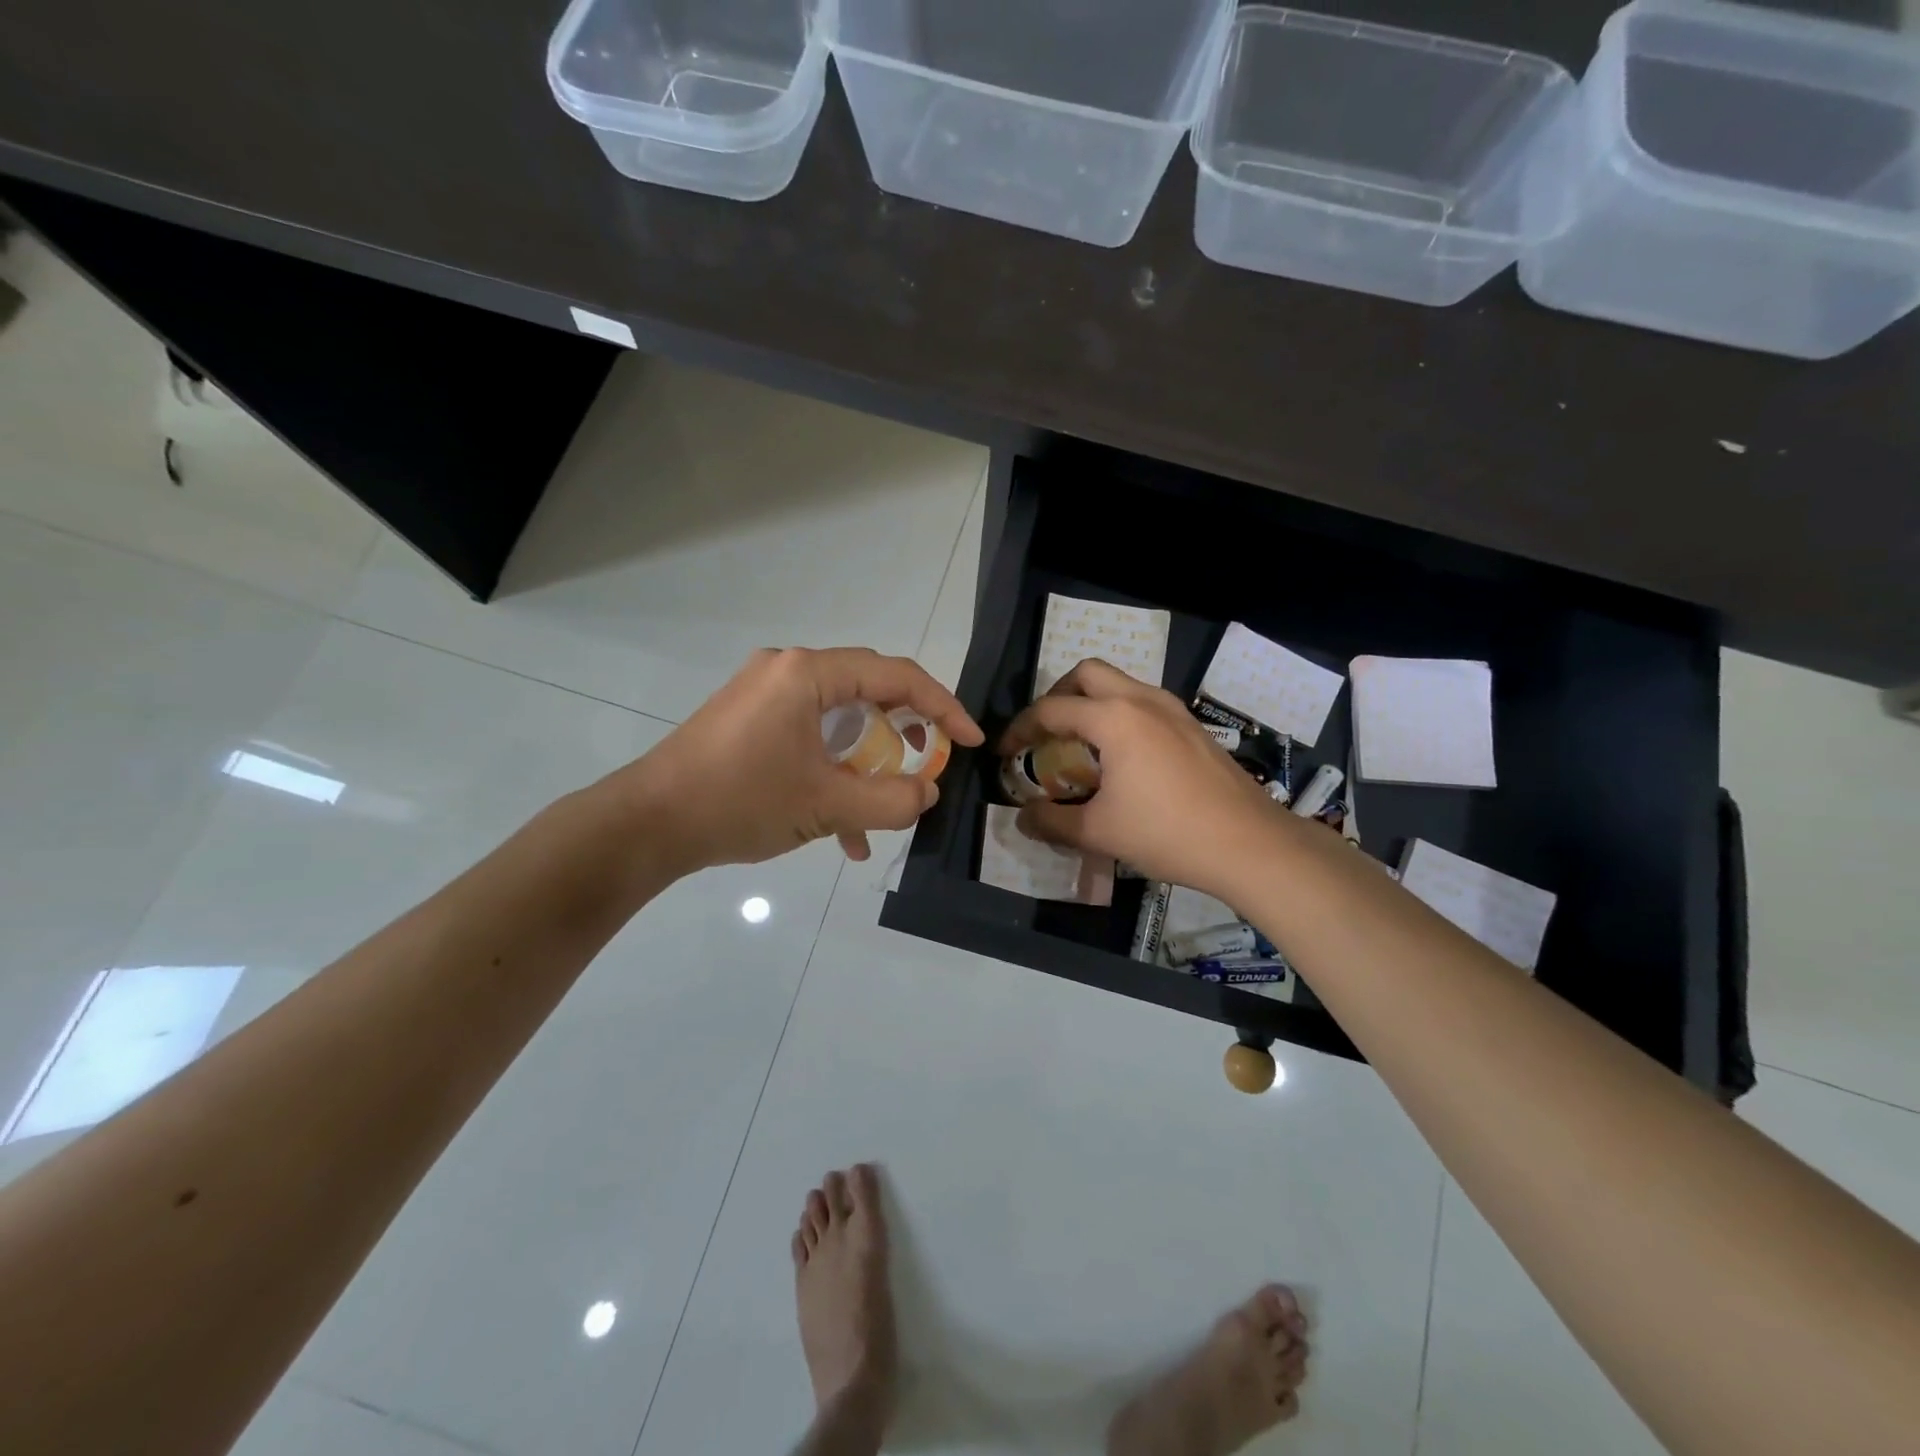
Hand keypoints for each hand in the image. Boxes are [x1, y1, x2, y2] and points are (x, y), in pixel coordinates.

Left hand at [617, 647, 983, 871]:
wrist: (646, 824)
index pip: (895, 677)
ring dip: (866, 765)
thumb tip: (928, 792)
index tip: (971, 741)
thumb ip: (892, 799)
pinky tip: (843, 831)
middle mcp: (787, 671)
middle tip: (930, 762)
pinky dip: (832, 773)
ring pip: (838, 722)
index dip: (943, 707)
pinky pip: (808, 738)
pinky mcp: (749, 722)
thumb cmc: (740, 801)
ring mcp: (764, 695)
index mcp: (807, 674)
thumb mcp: (827, 804)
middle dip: (904, 734)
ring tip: (886, 806)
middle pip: (867, 692)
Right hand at [1000, 659, 1283, 901]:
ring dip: (1092, 702)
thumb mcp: (1098, 832)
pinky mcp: (1192, 725)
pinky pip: (1144, 702)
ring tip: (1081, 744)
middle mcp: (1141, 700)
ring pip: (1120, 683)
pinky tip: (1123, 756)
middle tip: (1046, 732)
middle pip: (1087, 673)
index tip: (1006, 753)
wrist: (1249, 843)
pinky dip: (1120, 714)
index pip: (1050, 710)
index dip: (1020, 729)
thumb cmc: (1167, 833)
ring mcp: (1173, 709)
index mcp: (1113, 718)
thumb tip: (1022, 818)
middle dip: (1058, 696)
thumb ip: (1051, 821)